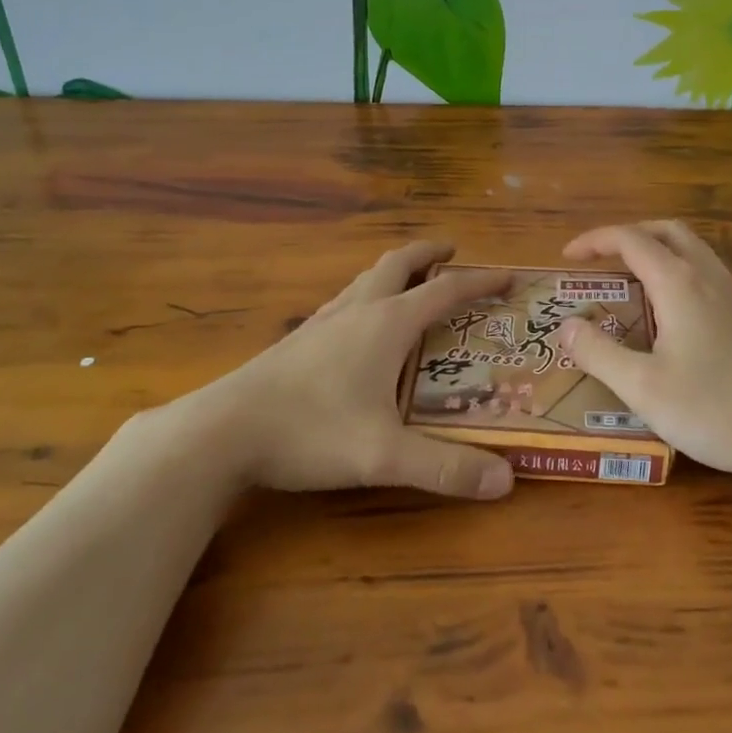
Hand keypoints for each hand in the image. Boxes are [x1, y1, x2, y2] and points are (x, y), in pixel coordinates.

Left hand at [174, 242, 516, 499]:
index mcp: (387, 325)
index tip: (507, 278)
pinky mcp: (298, 340)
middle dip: (429, 254)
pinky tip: (358, 322)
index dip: (479, 283)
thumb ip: (445, 468)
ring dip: (395, 271)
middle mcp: (358, 311)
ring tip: (410, 281)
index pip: (445, 292)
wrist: (223, 430)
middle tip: (452, 251)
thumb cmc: (310, 431)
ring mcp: (323, 322)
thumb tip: (506, 481)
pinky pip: (344, 300)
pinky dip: (366, 294)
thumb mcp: (383, 456)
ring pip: (366, 279)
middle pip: (399, 265)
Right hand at [557, 220, 731, 480]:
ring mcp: (731, 292)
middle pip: (664, 230)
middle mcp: (706, 275)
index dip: (594, 241)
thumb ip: (598, 353)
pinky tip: (666, 309)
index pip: (629, 239)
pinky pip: (703, 269)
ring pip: (688, 247)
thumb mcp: (642, 387)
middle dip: (626, 235)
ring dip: (653, 248)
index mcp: (678, 282)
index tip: (567, 257)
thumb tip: (566, 326)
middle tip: (598, 260)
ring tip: (627, 279)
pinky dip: (674, 268)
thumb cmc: (714, 408)